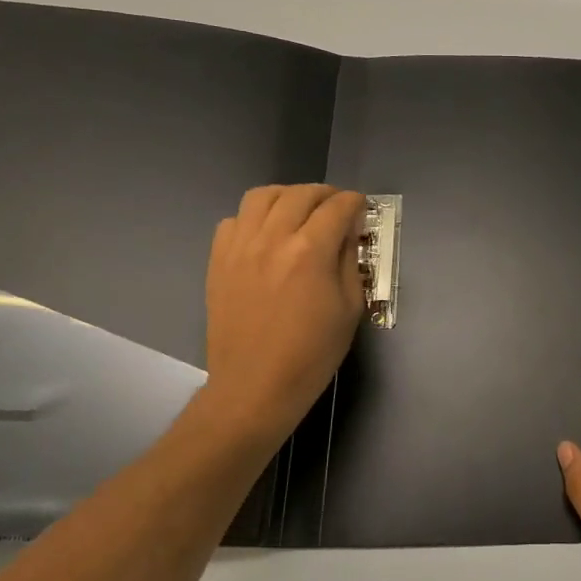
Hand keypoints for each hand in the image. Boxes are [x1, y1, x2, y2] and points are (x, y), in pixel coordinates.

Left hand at [198, 185, 366, 451]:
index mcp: (310, 251)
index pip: (338, 207)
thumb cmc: (312, 354)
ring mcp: (240, 247)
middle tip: (336, 207)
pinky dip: (253, 218)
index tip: (362, 208)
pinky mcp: (218, 260)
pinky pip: (234, 220)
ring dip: (287, 196)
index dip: (355, 202)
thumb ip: (350, 261)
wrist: (255, 386)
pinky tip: (266, 235)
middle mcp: (273, 238)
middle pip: (301, 194)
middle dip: (325, 194)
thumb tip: (348, 232)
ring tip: (299, 210)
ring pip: (262, 196)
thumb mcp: (350, 308)